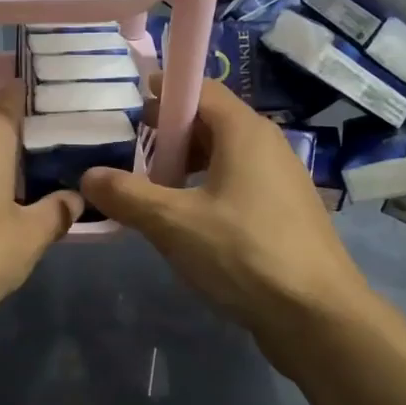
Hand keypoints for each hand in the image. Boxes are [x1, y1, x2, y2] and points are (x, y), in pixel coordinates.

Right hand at [80, 78, 373, 373]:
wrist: (317, 315)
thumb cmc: (243, 254)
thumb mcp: (173, 223)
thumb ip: (127, 195)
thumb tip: (88, 176)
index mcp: (244, 132)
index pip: (200, 89)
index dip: (164, 92)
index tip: (131, 103)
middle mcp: (267, 146)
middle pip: (211, 122)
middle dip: (169, 133)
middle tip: (132, 152)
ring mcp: (280, 180)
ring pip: (223, 157)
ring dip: (186, 166)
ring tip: (152, 190)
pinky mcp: (283, 213)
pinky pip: (237, 185)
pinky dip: (206, 189)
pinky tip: (186, 222)